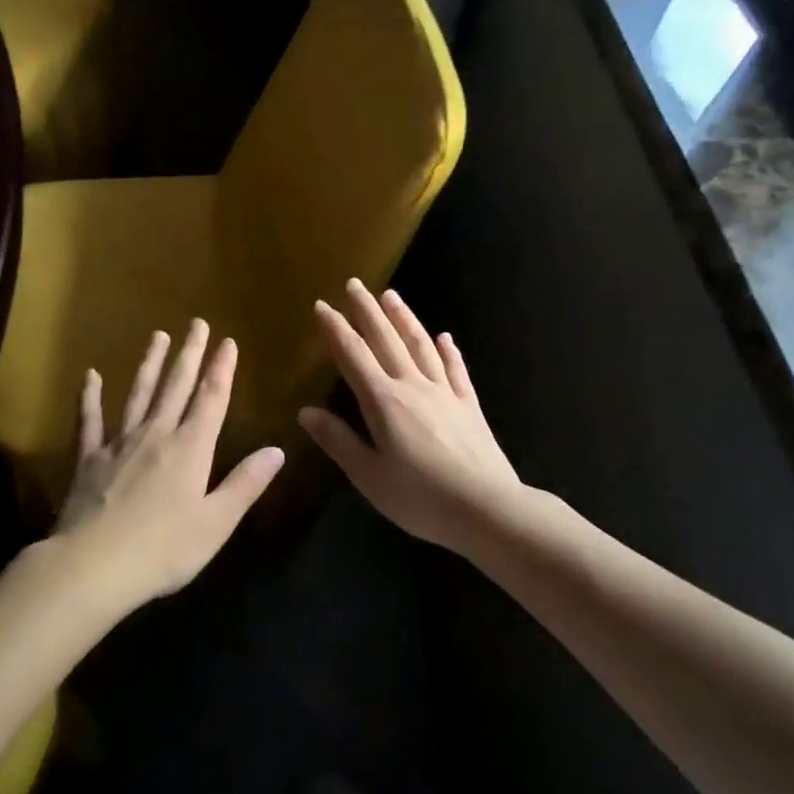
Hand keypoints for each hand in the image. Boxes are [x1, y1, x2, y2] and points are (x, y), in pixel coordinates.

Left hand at [55, 319, 283, 608]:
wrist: (91, 566)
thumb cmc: (162, 550)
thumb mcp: (216, 523)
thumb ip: (245, 484)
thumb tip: (277, 450)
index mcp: (190, 448)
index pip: (211, 399)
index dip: (221, 369)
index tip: (227, 341)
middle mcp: (156, 434)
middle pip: (176, 386)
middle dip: (189, 354)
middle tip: (197, 323)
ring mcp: (119, 442)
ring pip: (138, 393)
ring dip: (150, 363)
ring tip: (158, 335)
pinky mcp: (89, 458)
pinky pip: (90, 420)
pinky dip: (90, 397)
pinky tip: (91, 376)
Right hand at [299, 280, 520, 552]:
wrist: (487, 509)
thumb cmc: (420, 498)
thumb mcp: (369, 475)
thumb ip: (338, 440)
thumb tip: (305, 411)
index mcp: (383, 401)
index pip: (353, 355)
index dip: (335, 329)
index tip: (322, 305)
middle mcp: (413, 386)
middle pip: (386, 339)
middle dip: (367, 310)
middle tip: (354, 284)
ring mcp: (445, 392)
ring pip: (420, 345)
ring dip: (404, 318)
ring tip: (391, 295)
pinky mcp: (469, 406)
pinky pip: (456, 369)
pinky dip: (448, 350)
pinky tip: (445, 337)